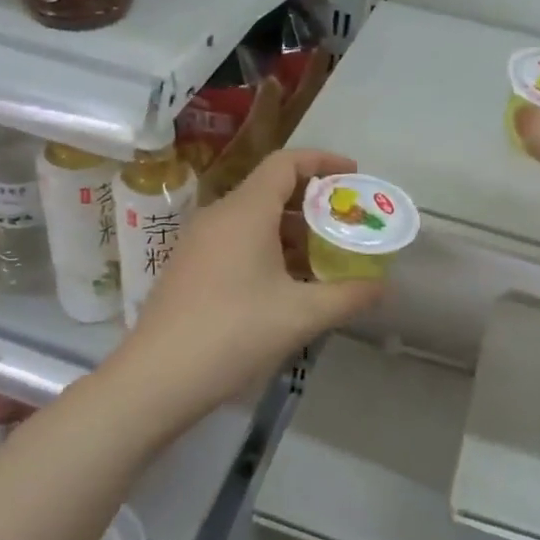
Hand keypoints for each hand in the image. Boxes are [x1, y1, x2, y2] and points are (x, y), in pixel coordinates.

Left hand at [114, 149, 384, 423]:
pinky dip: (269, 249)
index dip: (324, 162)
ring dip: (293, 230)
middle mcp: (219, 215)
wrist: (157, 377)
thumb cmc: (234, 333)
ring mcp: (199, 241)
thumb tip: (382, 286)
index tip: (354, 177)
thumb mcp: (302, 315)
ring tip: (327, 257)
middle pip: (271, 189)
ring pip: (254, 219)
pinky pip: (237, 241)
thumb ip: (349, 296)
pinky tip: (289, 284)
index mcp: (246, 211)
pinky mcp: (190, 266)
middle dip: (314, 202)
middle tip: (348, 224)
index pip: (286, 163)